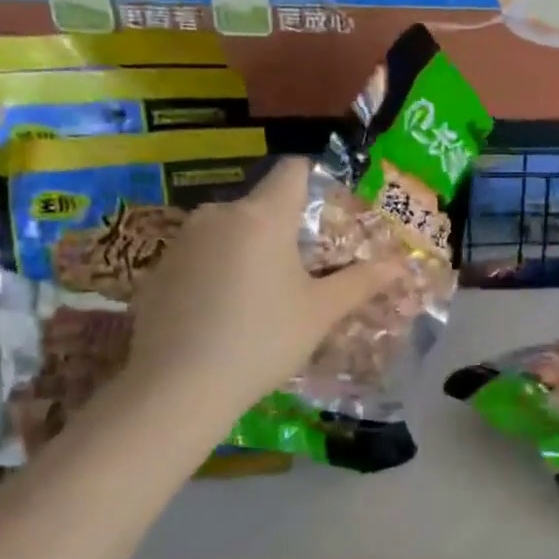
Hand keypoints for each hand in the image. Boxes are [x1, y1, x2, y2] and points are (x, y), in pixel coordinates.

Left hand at [124, 157, 403, 414]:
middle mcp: (219, 214)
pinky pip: (201, 256)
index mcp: (262, 216)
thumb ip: (361, 282)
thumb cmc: (261, 340)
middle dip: (286, 229)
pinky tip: (223, 314)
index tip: (330, 211)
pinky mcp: (158, 270)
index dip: (315, 179)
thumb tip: (400, 264)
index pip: (293, 170)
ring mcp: (182, 241)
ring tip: (265, 297)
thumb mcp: (320, 312)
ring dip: (251, 251)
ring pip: (230, 231)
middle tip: (307, 270)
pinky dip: (218, 272)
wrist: (176, 388)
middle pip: (262, 205)